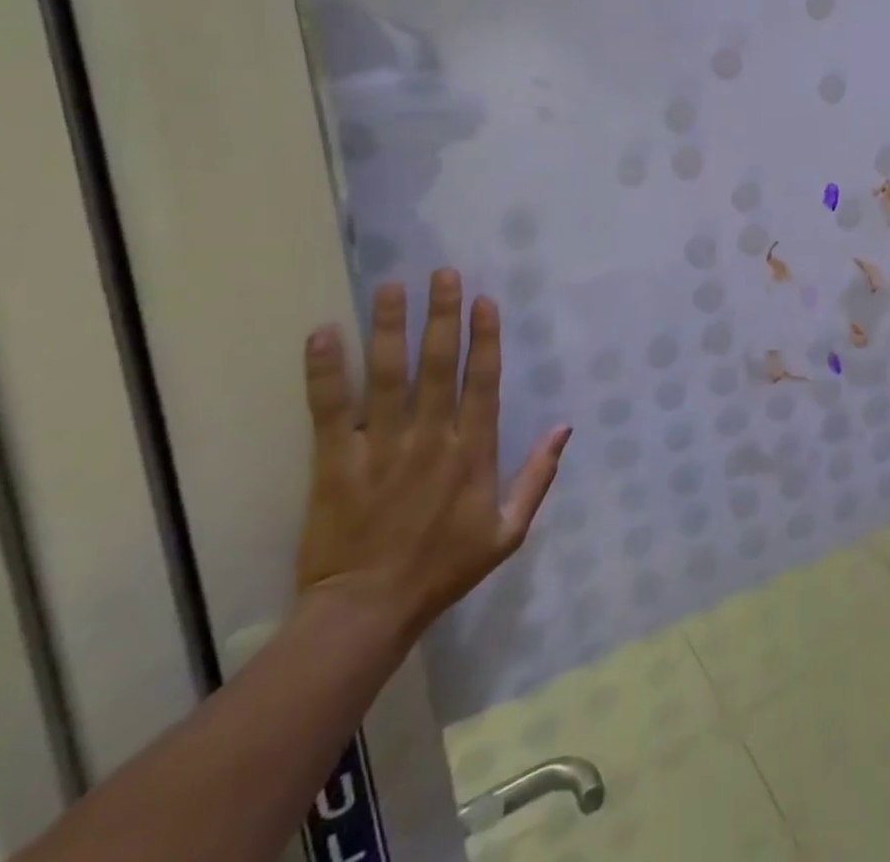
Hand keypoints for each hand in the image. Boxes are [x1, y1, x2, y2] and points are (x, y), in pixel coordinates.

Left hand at [295, 269, 570, 646]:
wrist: (366, 615)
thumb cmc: (443, 570)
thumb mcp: (508, 532)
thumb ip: (538, 477)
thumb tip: (565, 427)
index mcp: (473, 453)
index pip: (483, 382)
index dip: (485, 338)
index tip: (484, 300)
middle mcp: (431, 439)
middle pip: (438, 366)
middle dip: (442, 316)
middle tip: (442, 274)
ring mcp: (381, 449)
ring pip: (388, 377)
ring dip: (391, 329)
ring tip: (391, 287)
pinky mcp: (335, 464)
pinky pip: (330, 411)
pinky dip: (325, 372)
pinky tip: (323, 333)